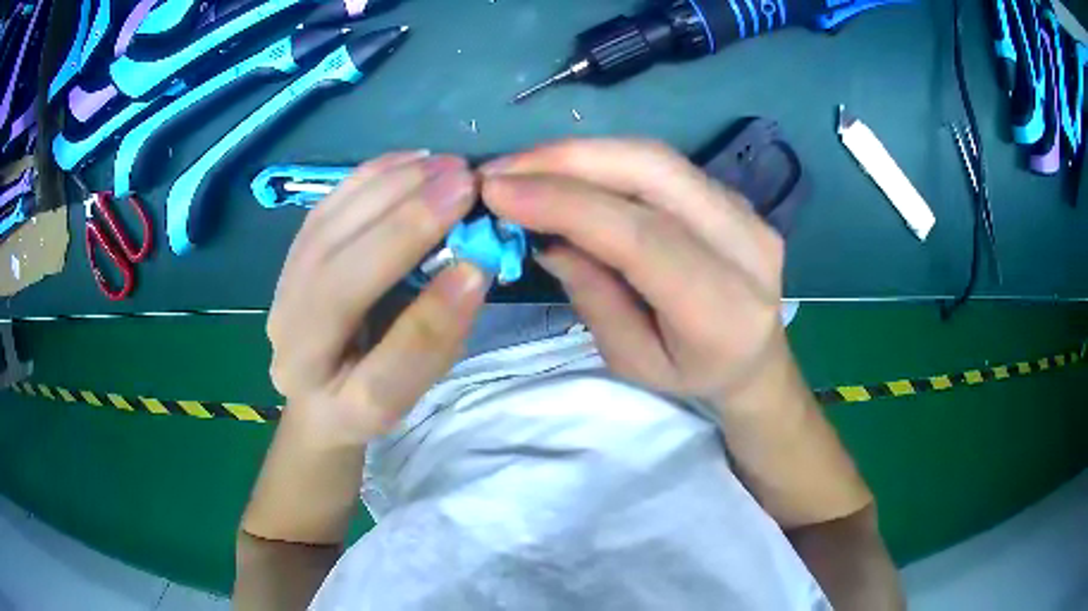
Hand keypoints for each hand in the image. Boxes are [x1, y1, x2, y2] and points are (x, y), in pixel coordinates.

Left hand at [267, 151, 486, 445]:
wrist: (316, 392)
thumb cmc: (370, 398)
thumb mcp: (413, 389)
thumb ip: (438, 336)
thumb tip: (473, 266)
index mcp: (335, 408)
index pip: (381, 372)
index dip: (430, 316)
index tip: (478, 264)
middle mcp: (294, 350)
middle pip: (337, 280)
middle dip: (404, 224)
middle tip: (464, 184)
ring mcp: (282, 297)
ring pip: (326, 231)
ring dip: (388, 188)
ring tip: (444, 165)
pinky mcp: (290, 259)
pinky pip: (324, 208)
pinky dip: (368, 178)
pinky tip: (408, 161)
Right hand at [481, 139, 787, 407]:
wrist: (755, 358)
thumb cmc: (691, 374)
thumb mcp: (631, 360)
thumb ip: (593, 294)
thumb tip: (544, 231)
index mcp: (723, 308)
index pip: (641, 237)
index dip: (566, 204)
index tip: (497, 192)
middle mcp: (746, 245)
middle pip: (653, 170)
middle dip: (566, 159)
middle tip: (501, 169)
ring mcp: (746, 210)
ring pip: (654, 156)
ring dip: (579, 154)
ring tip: (522, 169)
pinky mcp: (732, 194)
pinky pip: (660, 163)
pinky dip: (603, 160)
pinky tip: (564, 172)